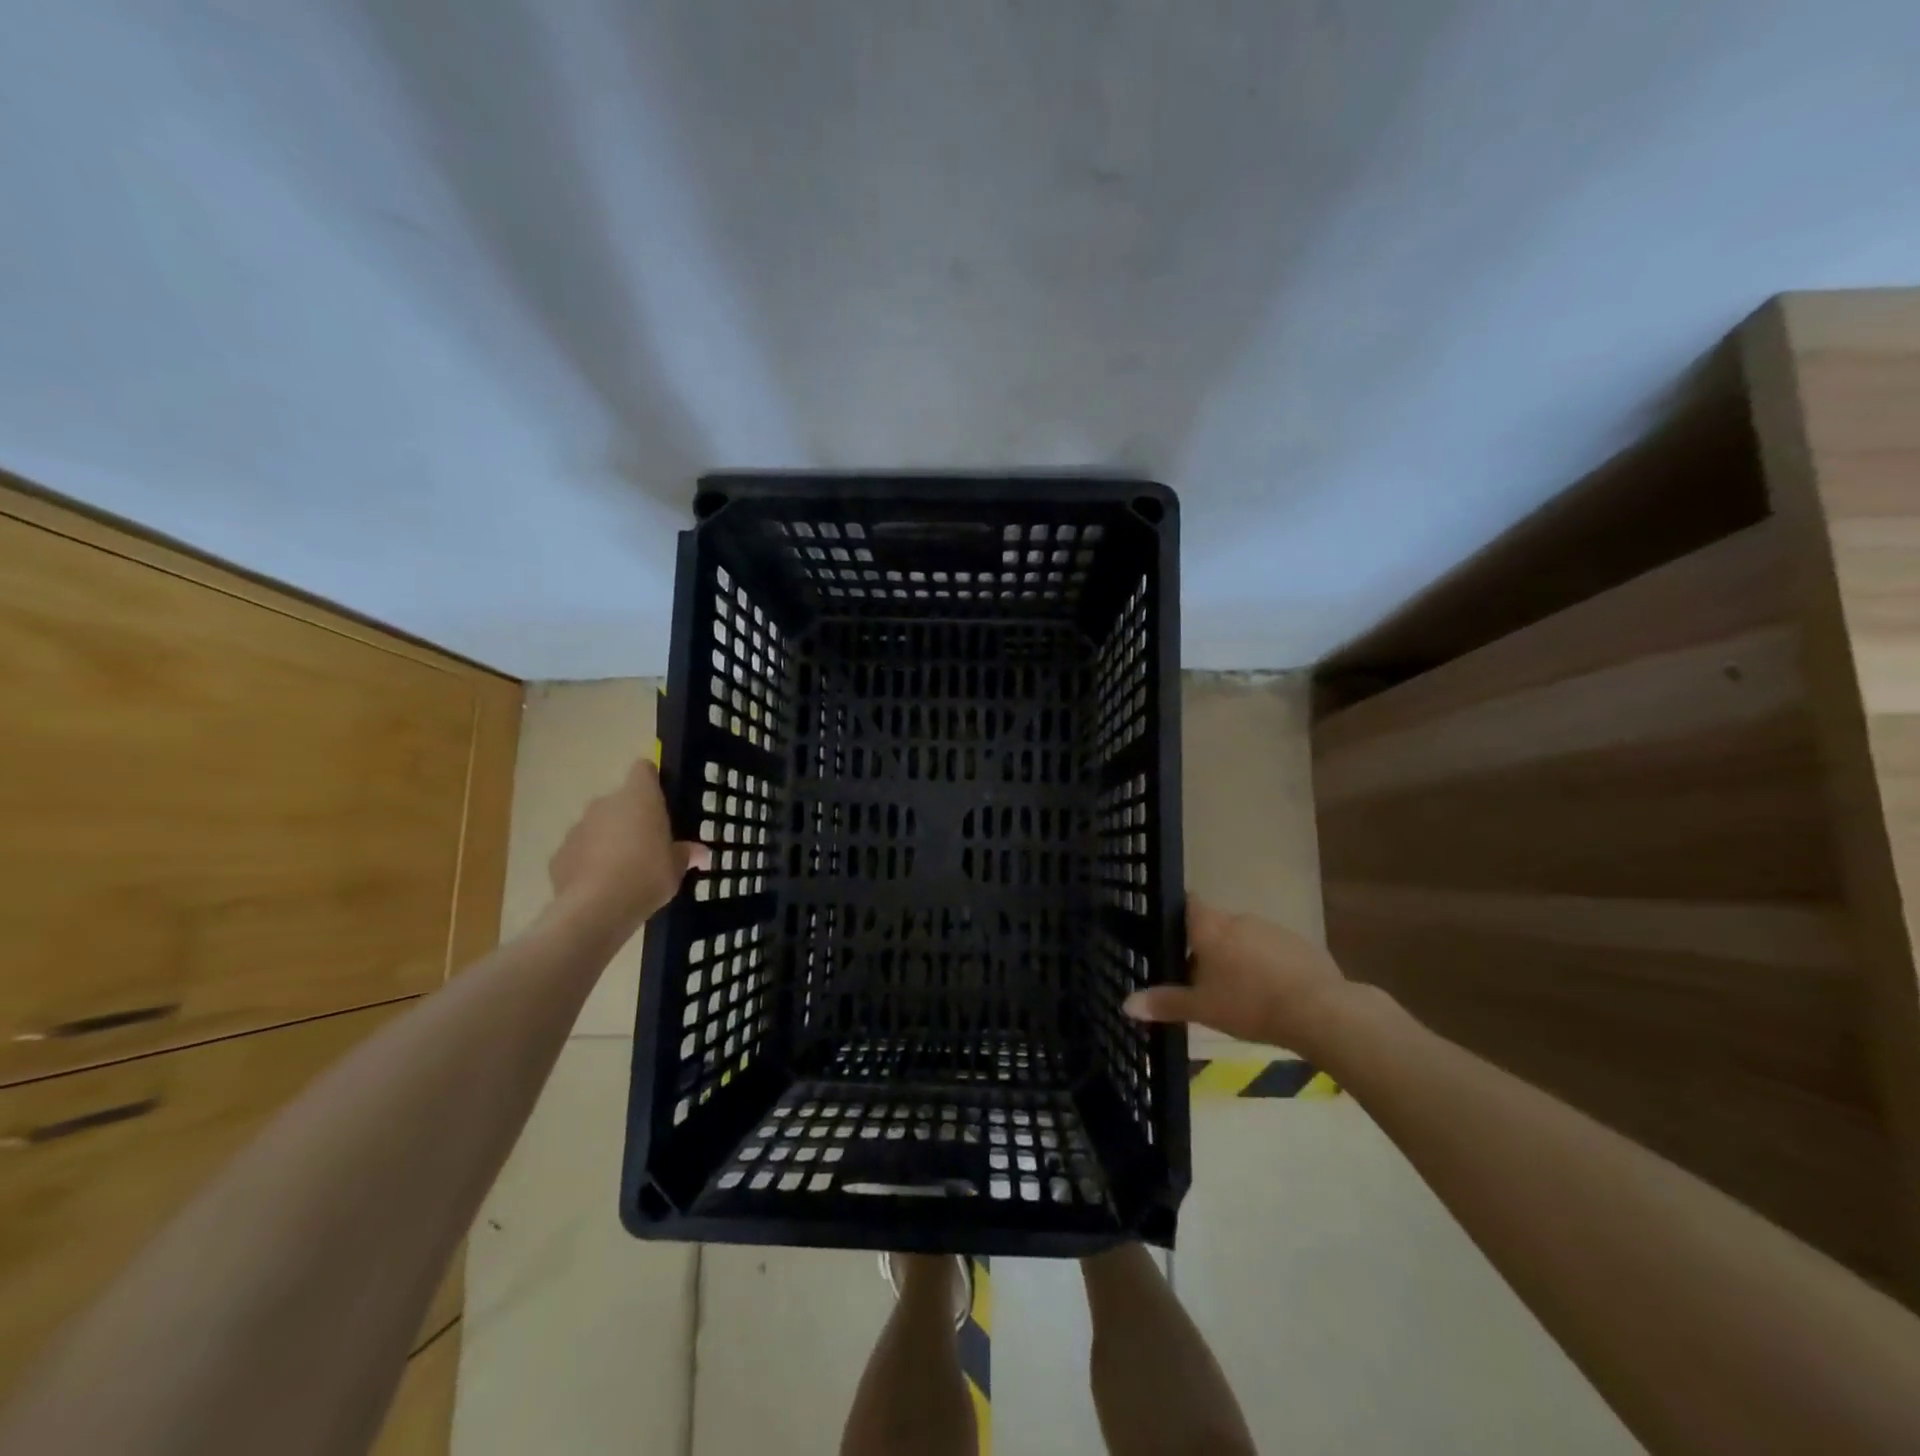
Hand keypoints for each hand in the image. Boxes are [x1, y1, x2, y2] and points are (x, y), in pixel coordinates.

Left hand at [548, 759, 708, 933]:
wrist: (596, 908)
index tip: (661, 802)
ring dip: (609, 840)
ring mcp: (578, 827)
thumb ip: (686, 854)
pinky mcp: (559, 854)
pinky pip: (580, 851)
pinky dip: (589, 862)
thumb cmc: (647, 875)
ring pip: (598, 826)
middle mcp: (605, 804)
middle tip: (648, 845)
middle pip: (620, 801)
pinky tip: (601, 886)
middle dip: (631, 818)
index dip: (652, 781)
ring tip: (624, 870)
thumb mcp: (676, 867)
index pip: (643, 770)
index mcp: (639, 798)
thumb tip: (702, 853)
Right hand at [1124, 898, 1354, 1057]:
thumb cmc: (1249, 1003)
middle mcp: (1239, 918)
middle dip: (1207, 946)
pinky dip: (1266, 965)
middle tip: (1200, 978)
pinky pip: (1273, 950)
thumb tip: (1125, 1004)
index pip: (1187, 903)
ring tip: (1237, 990)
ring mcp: (1272, 929)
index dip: (1178, 916)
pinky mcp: (1300, 944)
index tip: (1171, 936)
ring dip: (1238, 955)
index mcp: (1210, 927)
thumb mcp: (1201, 1009)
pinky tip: (1270, 993)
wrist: (1319, 1010)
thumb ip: (1164, 1003)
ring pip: (1245, 937)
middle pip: (1215, 925)